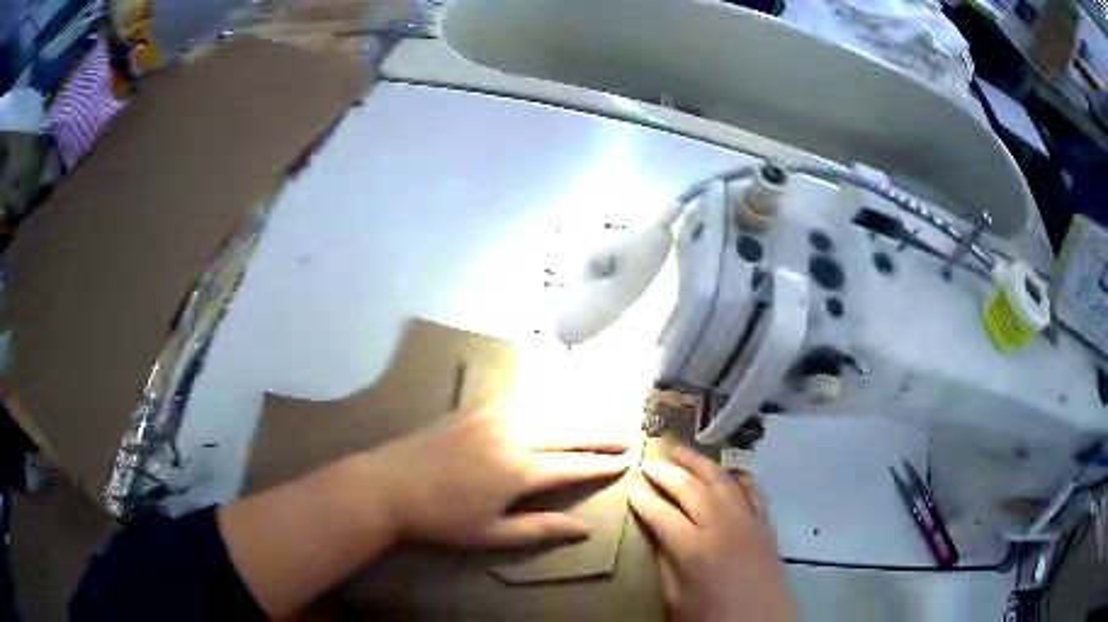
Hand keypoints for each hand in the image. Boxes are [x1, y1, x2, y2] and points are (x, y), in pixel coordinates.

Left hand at [358, 399, 629, 547]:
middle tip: (627, 434)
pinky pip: (519, 397)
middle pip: (568, 432)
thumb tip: (586, 529)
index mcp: (520, 471)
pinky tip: (553, 398)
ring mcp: (494, 416)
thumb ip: (541, 528)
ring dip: (578, 413)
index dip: (602, 465)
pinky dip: (544, 398)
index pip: (573, 466)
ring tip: (601, 415)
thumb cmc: (442, 518)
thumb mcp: (493, 534)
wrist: (389, 485)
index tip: (626, 461)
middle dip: (600, 434)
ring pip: (548, 410)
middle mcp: (514, 436)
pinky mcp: (476, 407)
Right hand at [628, 446, 797, 621]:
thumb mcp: (676, 598)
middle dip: (668, 473)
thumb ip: (667, 562)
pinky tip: (729, 472)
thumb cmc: (712, 617)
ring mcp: (749, 522)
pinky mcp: (766, 525)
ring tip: (682, 452)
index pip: (662, 515)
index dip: (644, 500)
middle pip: (692, 489)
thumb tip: (659, 534)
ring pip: (723, 481)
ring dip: (701, 464)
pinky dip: (739, 478)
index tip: (631, 488)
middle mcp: (723, 526)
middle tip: (649, 462)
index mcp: (695, 549)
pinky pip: (753, 492)